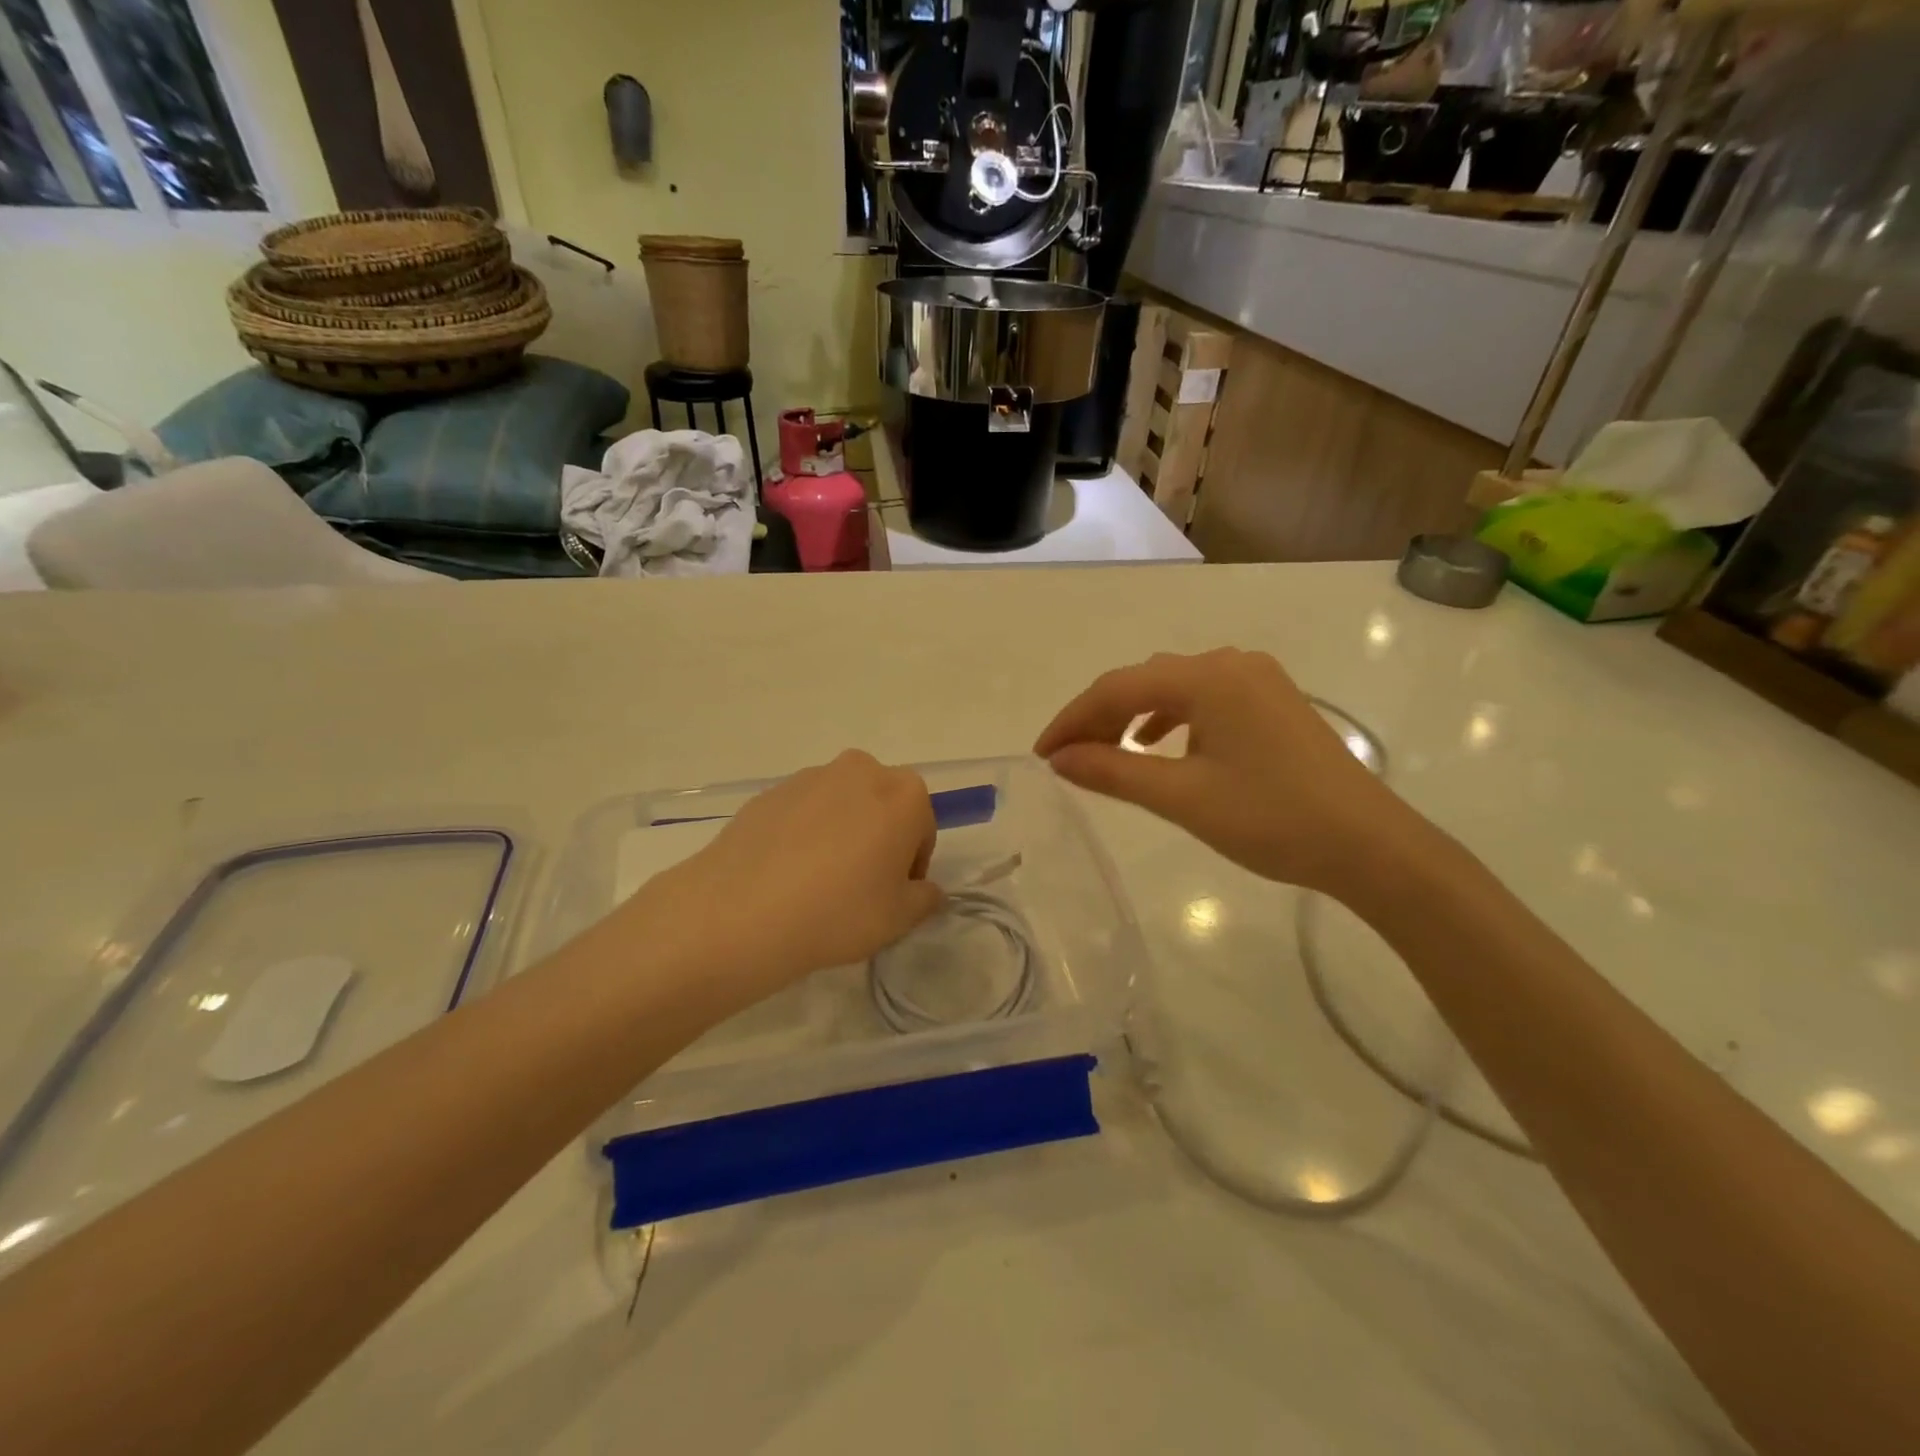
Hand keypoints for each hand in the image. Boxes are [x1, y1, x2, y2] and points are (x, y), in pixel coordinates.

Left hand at [647, 750, 943, 995]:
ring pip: (841, 806)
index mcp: (904, 793)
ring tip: (817, 884)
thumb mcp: (899, 918)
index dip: (911, 866)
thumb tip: (924, 890)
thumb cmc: (839, 911)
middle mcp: (861, 770)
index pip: (922, 828)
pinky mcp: (769, 792)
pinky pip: (802, 813)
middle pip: (882, 806)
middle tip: (859, 888)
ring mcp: (810, 777)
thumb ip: (925, 899)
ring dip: (841, 834)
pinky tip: (786, 876)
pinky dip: (803, 835)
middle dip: (878, 839)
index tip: (892, 896)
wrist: (742, 911)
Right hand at [1034, 648, 1414, 898]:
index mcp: (1207, 677)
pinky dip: (1170, 719)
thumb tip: (1059, 759)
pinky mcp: (1272, 700)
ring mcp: (1256, 679)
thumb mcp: (1181, 797)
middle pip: (1144, 681)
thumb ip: (1113, 771)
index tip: (1042, 754)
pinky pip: (1203, 698)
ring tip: (1107, 752)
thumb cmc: (1271, 819)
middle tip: (1068, 757)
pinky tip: (1159, 745)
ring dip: (1133, 716)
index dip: (1073, 719)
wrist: (1368, 845)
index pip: (1117, 688)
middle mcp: (1230, 663)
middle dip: (1100, 717)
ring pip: (1173, 688)